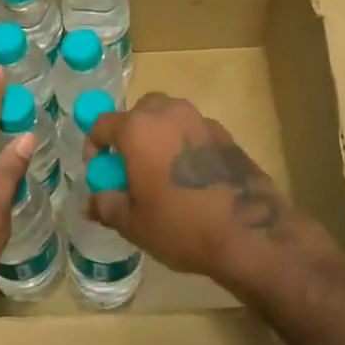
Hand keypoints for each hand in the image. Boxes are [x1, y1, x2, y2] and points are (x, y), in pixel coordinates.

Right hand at [85, 91, 290, 282]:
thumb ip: (107, 205)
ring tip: (161, 171)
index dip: (95, 146)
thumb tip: (93, 201)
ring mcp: (201, 120)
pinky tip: (191, 177)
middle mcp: (169, 114)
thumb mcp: (134, 224)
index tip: (99, 171)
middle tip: (130, 167)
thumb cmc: (181, 226)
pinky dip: (184, 144)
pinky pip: (194, 130)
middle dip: (130, 133)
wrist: (250, 232)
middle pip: (140, 111)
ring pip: (170, 116)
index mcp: (139, 129)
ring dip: (159, 135)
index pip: (103, 123)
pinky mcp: (226, 134)